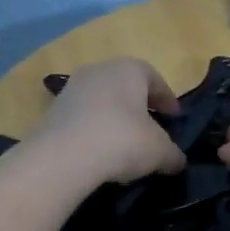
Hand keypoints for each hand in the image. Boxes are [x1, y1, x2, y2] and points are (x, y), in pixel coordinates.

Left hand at [28, 57, 185, 186]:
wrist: (62, 157)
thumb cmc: (122, 140)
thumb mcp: (160, 152)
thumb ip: (173, 154)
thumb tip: (177, 161)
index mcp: (129, 69)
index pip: (154, 79)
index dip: (168, 100)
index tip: (175, 119)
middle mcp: (99, 70)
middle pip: (126, 87)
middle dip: (139, 108)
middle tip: (150, 131)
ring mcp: (71, 89)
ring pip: (102, 102)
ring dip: (114, 120)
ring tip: (124, 147)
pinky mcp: (52, 112)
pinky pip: (82, 119)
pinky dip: (93, 132)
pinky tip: (99, 155)